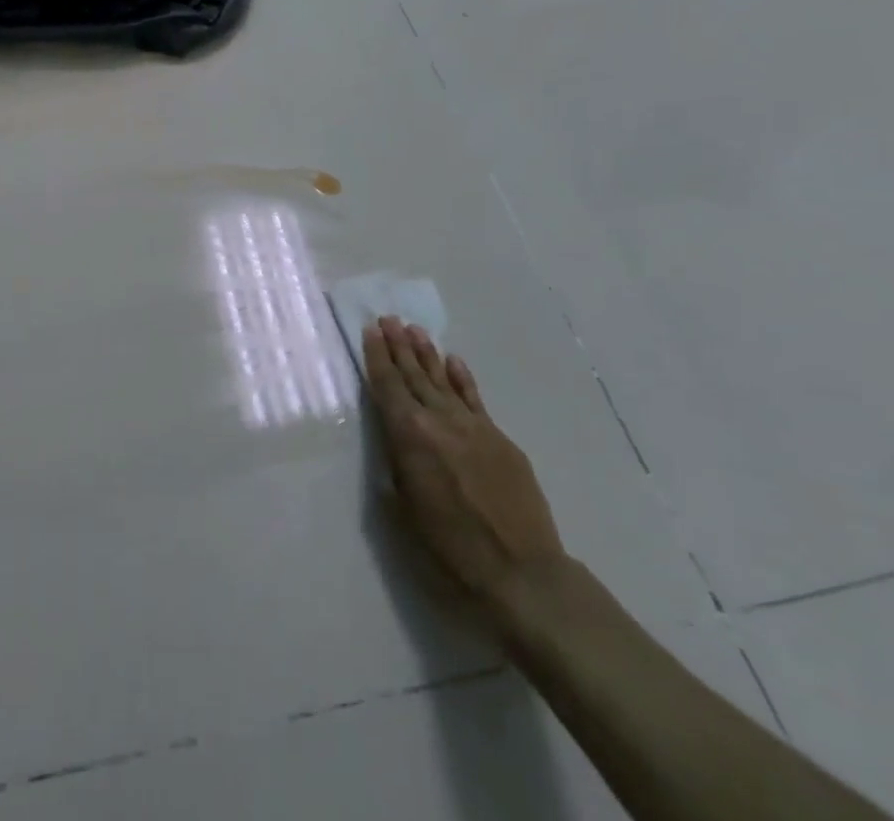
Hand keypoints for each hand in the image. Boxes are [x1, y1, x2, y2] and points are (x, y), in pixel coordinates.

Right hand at [363, 317, 565, 622]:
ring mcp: (474, 426)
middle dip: (399, 346)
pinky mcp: (500, 439)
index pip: (388, 386)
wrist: (522, 574)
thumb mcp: (404, 513)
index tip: (371, 330)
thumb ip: (396, 469)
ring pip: (443, 381)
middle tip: (389, 318)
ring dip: (428, 354)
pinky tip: (454, 361)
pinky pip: (475, 399)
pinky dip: (462, 378)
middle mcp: (439, 421)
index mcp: (410, 437)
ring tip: (415, 330)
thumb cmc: (450, 551)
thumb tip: (396, 446)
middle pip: (414, 375)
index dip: (377, 356)